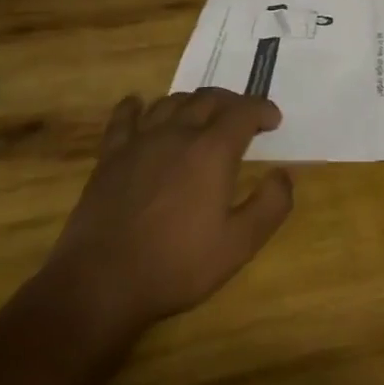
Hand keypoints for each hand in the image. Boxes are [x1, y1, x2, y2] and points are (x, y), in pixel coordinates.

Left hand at [39, 88, 293, 335]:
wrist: (100, 285)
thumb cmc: (176, 265)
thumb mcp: (239, 245)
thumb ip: (270, 206)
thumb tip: (283, 174)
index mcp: (212, 150)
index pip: (244, 111)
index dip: (263, 109)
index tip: (273, 120)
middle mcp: (178, 133)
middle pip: (209, 99)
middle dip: (232, 102)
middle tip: (242, 118)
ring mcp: (140, 142)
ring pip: (172, 102)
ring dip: (193, 103)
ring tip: (202, 115)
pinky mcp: (110, 157)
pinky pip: (124, 118)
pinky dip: (135, 106)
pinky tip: (139, 105)